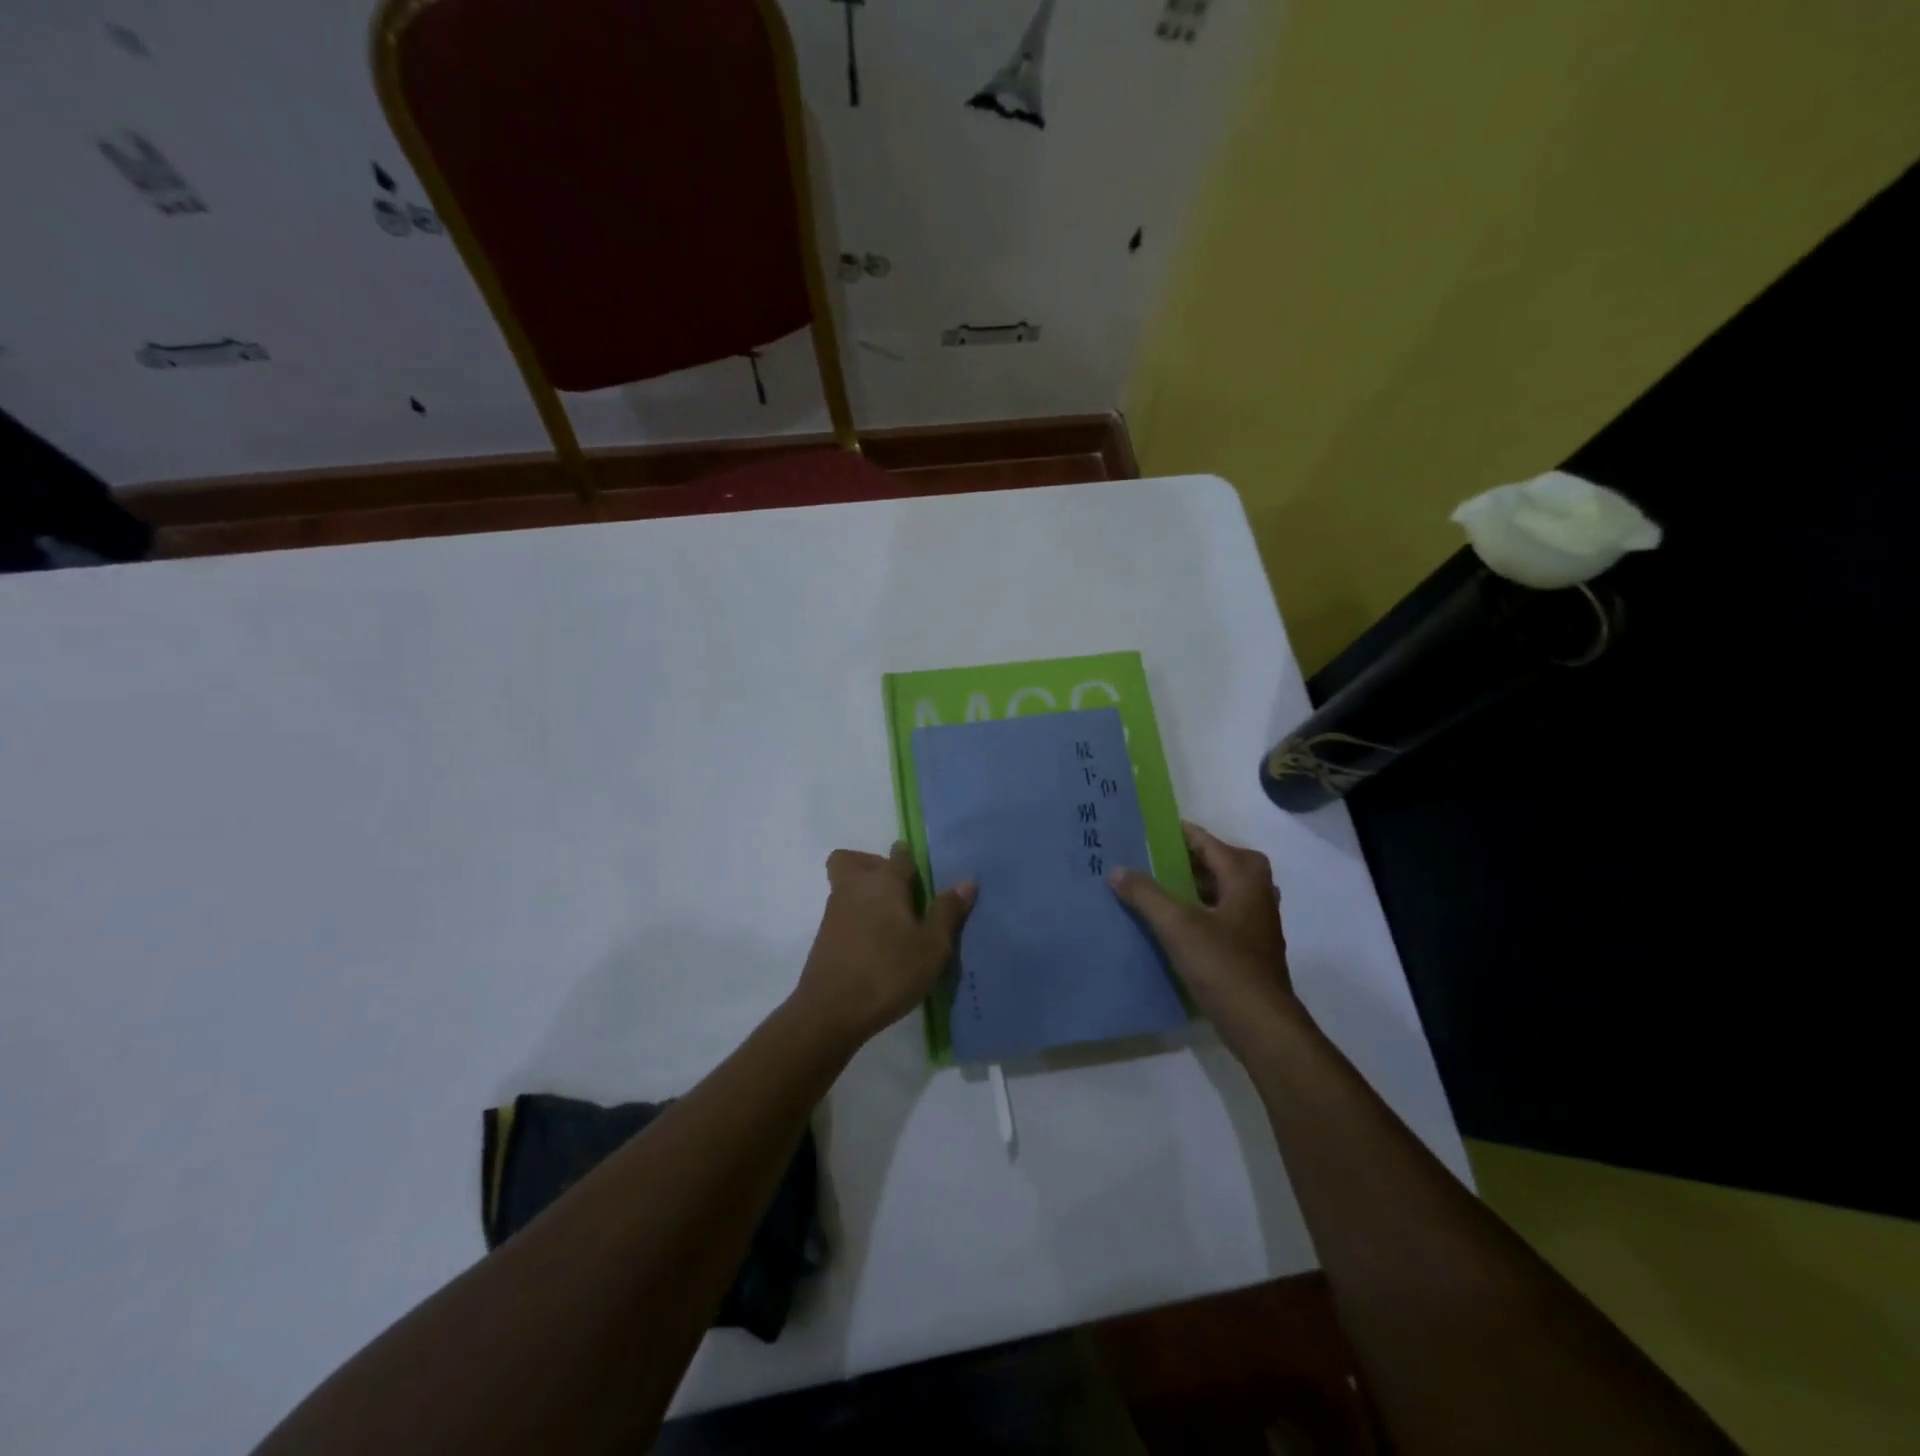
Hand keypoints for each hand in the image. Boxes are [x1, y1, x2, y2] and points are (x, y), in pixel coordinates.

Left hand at [793, 843, 974, 1045]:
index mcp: (884, 883)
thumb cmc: (888, 972)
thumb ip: (947, 912)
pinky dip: (857, 919)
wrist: (830, 1011)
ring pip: (845, 887)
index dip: (908, 857)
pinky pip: (842, 914)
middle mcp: (854, 889)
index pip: (898, 855)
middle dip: (871, 865)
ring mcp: (834, 913)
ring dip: (864, 895)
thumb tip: (966, 881)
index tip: (921, 871)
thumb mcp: (932, 946)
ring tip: (893, 924)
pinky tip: (877, 946)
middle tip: (898, 892)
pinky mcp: (824, 939)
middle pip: (852, 861)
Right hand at [1109, 821, 1300, 1057]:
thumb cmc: (1223, 966)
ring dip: (1188, 885)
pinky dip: (1196, 909)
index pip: (1204, 841)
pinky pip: (1218, 912)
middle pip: (1214, 862)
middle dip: (1180, 859)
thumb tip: (1117, 869)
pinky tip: (1170, 923)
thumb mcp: (1177, 926)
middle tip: (1144, 859)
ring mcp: (1256, 919)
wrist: (1262, 1025)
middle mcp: (1255, 890)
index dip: (1174, 834)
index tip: (1142, 830)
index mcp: (1244, 875)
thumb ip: (1145, 894)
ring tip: (1151, 887)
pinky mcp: (1250, 944)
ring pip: (1217, 889)